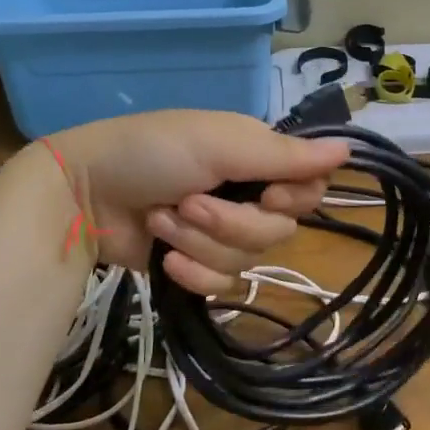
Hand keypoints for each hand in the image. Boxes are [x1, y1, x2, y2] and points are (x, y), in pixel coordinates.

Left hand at [46, 110, 350, 292]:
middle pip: (280, 230)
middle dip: (231, 222)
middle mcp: (248, 194)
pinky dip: (192, 273)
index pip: (310, 188)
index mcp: (258, 158)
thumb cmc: (152, 153)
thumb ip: (285, 155)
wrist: (81, 196)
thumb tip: (349, 149)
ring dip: (200, 243)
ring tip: (162, 220)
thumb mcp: (220, 144)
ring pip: (249, 259)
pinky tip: (163, 259)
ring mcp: (222, 232)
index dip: (294, 199)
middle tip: (190, 203)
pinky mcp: (197, 266)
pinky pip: (222, 285)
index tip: (266, 193)